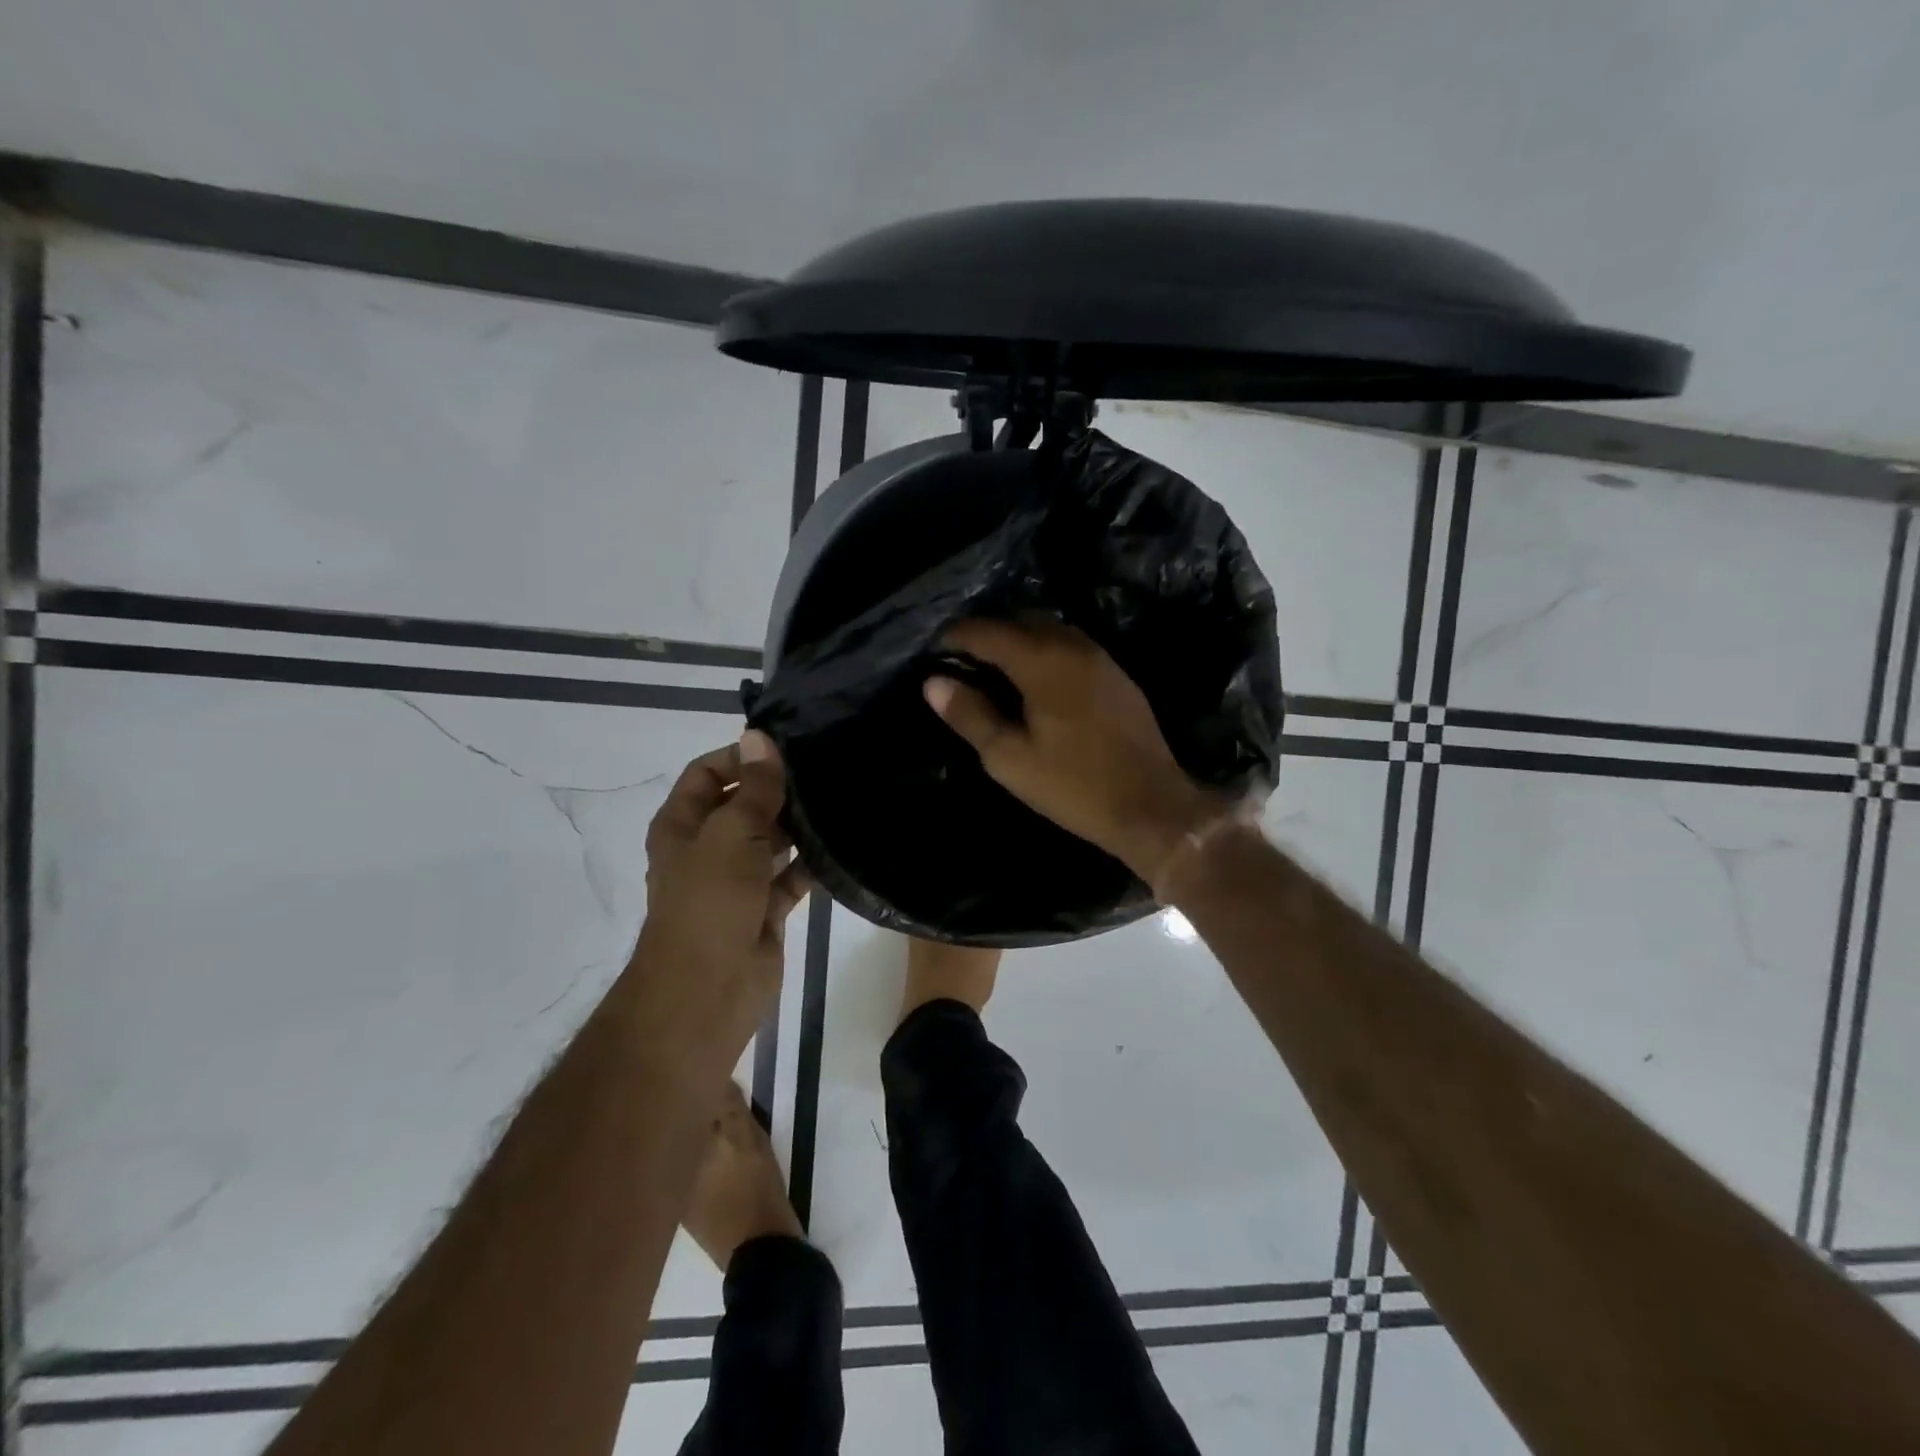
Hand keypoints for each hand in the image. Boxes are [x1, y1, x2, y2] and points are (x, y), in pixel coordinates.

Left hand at [630, 731, 811, 1065]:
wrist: (708, 991)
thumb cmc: (709, 903)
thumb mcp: (731, 835)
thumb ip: (754, 788)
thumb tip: (758, 736)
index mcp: (683, 825)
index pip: (709, 773)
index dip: (742, 757)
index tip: (788, 749)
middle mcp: (708, 847)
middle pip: (744, 804)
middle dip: (778, 789)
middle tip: (826, 770)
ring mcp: (737, 880)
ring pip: (771, 840)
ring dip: (798, 825)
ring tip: (840, 800)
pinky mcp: (764, 908)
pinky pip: (791, 876)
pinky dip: (811, 863)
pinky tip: (841, 845)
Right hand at [923, 619, 1224, 882]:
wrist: (1152, 806)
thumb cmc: (1073, 786)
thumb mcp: (1009, 758)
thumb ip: (970, 715)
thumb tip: (933, 683)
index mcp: (1042, 661)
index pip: (988, 631)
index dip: (956, 637)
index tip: (934, 650)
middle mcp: (1073, 646)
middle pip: (1021, 620)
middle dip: (988, 633)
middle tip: (963, 661)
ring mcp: (1100, 658)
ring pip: (1050, 630)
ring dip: (1019, 641)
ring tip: (995, 671)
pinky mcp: (1117, 675)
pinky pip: (1070, 646)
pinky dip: (1044, 652)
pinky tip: (1035, 684)